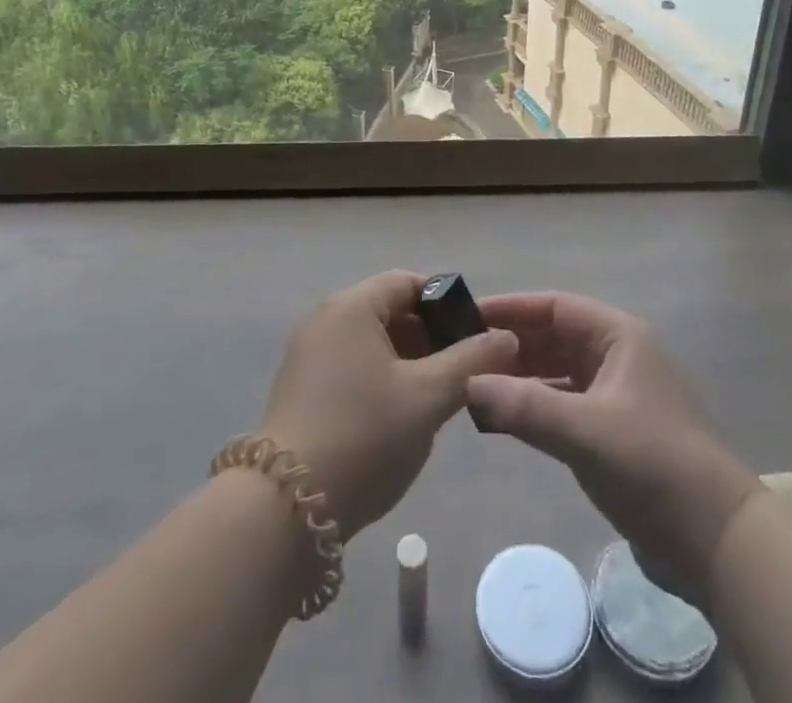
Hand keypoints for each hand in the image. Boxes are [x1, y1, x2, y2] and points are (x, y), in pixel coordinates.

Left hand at [259, 270, 517, 538]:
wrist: (286, 509)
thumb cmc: (364, 436)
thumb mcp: (428, 397)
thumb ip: (470, 361)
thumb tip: (506, 337)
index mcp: (351, 306)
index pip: (406, 282)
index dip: (445, 301)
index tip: (475, 331)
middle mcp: (324, 319)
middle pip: (386, 309)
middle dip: (428, 334)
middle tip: (462, 368)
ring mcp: (307, 355)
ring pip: (369, 341)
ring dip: (406, 359)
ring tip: (438, 394)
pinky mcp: (300, 389)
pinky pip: (350, 365)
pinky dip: (379, 377)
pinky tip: (399, 414)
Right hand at [466, 292, 760, 605]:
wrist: (717, 541)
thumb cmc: (653, 464)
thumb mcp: (586, 431)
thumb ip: (524, 406)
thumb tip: (467, 384)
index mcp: (618, 336)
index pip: (555, 306)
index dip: (512, 308)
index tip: (468, 316)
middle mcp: (616, 355)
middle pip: (554, 336)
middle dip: (511, 344)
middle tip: (463, 354)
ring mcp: (615, 394)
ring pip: (556, 371)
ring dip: (519, 377)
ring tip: (474, 384)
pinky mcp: (612, 430)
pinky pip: (562, 403)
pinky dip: (534, 406)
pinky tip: (502, 418)